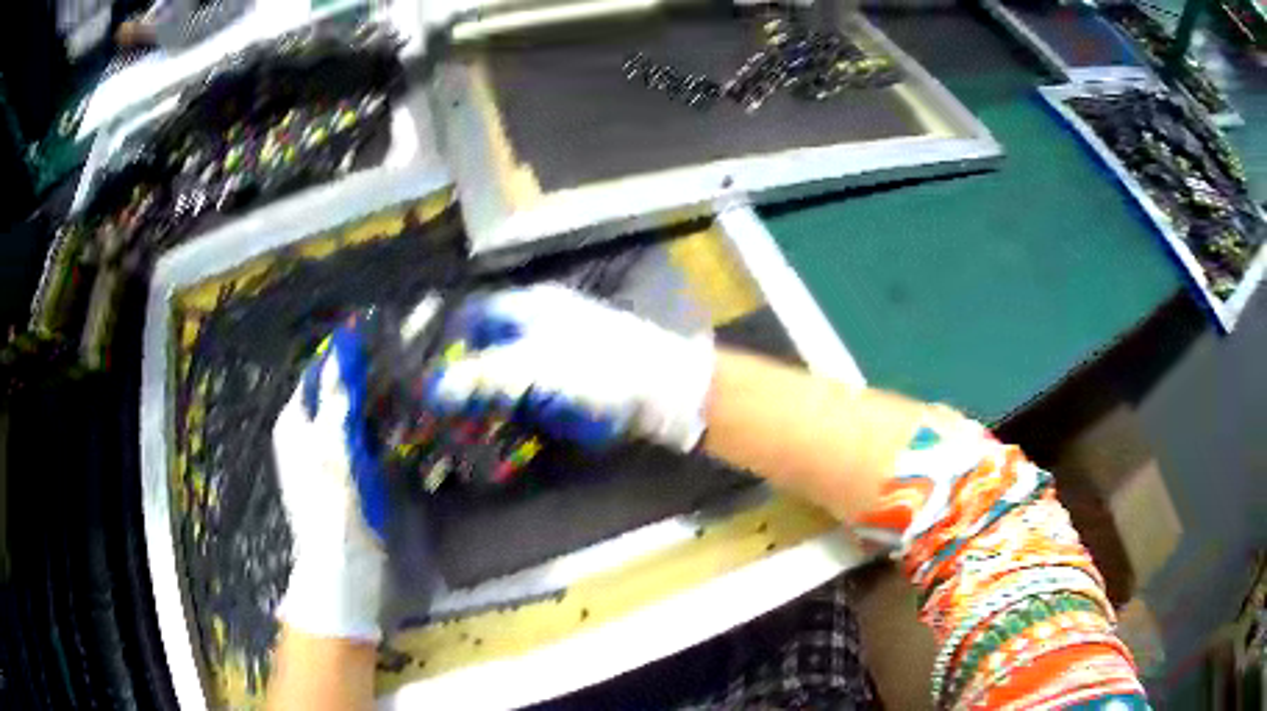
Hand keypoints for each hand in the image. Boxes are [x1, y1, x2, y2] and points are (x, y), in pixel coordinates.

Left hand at [272, 325, 386, 640]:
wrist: (343, 567)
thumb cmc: (333, 503)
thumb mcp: (332, 445)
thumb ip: (336, 396)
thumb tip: (343, 348)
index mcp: (295, 422)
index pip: (317, 371)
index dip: (344, 352)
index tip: (381, 335)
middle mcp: (305, 434)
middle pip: (334, 392)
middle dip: (365, 376)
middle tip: (403, 362)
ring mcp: (325, 457)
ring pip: (350, 414)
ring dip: (375, 401)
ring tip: (408, 387)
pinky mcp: (344, 476)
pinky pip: (360, 439)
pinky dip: (378, 428)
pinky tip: (402, 426)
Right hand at [425, 285, 715, 451]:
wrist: (667, 388)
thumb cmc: (599, 368)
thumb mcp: (536, 368)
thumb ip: (484, 374)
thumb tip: (433, 386)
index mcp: (529, 306)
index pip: (474, 314)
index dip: (449, 340)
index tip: (430, 373)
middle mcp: (542, 319)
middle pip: (491, 339)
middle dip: (468, 370)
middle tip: (447, 404)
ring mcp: (562, 346)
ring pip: (512, 363)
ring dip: (493, 388)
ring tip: (471, 418)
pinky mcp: (578, 373)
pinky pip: (536, 383)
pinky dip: (519, 399)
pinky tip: (512, 420)